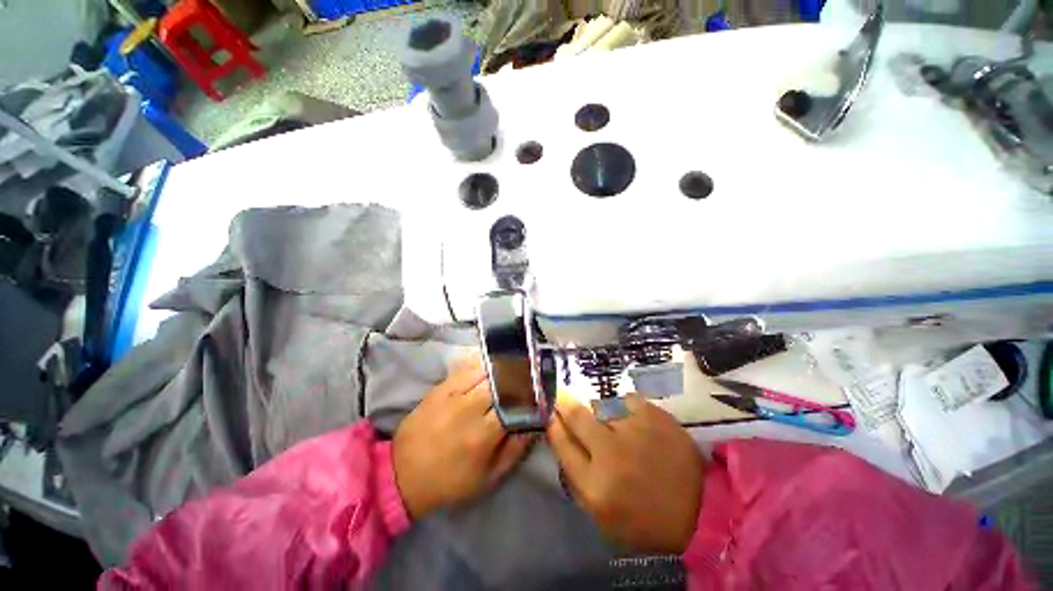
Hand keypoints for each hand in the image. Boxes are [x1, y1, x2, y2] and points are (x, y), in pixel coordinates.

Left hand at [393, 357, 533, 518]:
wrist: (402, 475)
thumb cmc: (450, 482)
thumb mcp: (489, 478)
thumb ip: (516, 449)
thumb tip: (535, 423)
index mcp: (483, 435)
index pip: (515, 403)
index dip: (530, 393)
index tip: (540, 388)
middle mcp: (469, 409)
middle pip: (502, 382)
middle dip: (518, 377)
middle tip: (529, 375)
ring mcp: (452, 394)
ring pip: (486, 371)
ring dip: (502, 369)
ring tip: (514, 367)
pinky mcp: (440, 388)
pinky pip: (466, 368)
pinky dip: (482, 365)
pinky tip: (491, 366)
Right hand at [547, 394, 704, 553]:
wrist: (703, 511)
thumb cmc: (647, 520)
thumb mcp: (603, 517)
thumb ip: (577, 480)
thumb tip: (561, 439)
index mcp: (595, 487)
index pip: (562, 445)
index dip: (553, 425)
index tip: (550, 414)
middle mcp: (611, 454)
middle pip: (577, 416)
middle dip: (564, 403)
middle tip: (561, 396)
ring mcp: (634, 431)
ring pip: (602, 406)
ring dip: (601, 412)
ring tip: (614, 423)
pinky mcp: (654, 416)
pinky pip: (627, 400)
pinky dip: (627, 408)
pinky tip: (636, 421)